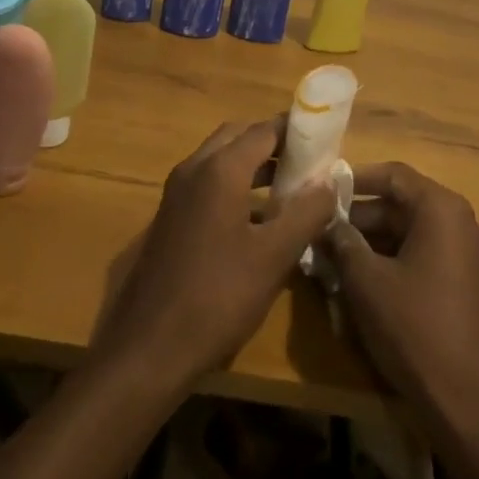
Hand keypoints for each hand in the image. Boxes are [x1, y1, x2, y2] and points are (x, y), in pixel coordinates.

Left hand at [94, 118, 337, 394]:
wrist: (149, 349)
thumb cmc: (218, 297)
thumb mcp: (274, 256)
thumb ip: (306, 213)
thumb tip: (329, 182)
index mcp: (220, 169)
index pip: (264, 130)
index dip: (295, 130)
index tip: (325, 136)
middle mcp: (194, 168)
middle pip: (238, 136)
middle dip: (272, 142)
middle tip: (307, 158)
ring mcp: (177, 192)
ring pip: (220, 159)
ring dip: (253, 163)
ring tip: (291, 184)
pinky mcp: (170, 217)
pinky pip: (207, 182)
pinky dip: (234, 183)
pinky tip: (258, 217)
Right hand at [321, 163, 478, 439]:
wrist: (469, 404)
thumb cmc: (415, 329)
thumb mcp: (367, 282)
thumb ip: (343, 242)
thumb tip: (326, 221)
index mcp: (442, 208)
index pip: (393, 175)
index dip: (355, 179)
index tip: (323, 189)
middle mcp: (460, 221)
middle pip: (402, 203)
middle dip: (359, 216)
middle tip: (320, 229)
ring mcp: (467, 253)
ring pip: (410, 231)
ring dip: (372, 240)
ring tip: (332, 256)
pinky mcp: (465, 282)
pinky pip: (423, 254)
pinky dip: (392, 259)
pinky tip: (361, 280)